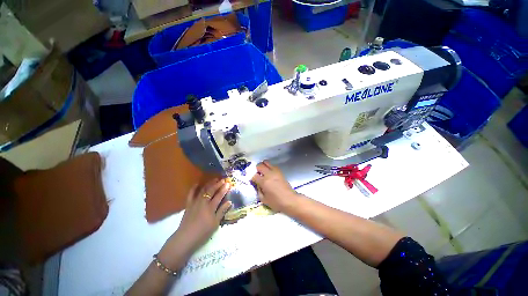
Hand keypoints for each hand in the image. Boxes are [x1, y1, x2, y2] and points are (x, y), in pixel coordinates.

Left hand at [159, 179, 231, 266]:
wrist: (185, 238)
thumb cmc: (203, 232)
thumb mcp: (215, 224)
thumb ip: (222, 211)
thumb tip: (229, 202)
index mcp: (210, 207)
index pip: (219, 195)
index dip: (224, 189)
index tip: (228, 183)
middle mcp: (203, 202)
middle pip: (211, 190)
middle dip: (218, 184)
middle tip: (223, 179)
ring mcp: (195, 202)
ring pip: (203, 190)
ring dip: (209, 184)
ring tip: (214, 179)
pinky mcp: (188, 205)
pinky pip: (191, 194)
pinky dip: (194, 188)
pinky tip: (197, 184)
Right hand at [251, 161, 300, 211]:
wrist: (290, 200)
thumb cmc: (276, 202)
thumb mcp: (264, 200)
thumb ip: (258, 191)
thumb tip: (257, 185)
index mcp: (264, 182)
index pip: (254, 175)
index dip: (252, 178)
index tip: (253, 181)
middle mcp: (269, 174)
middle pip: (259, 165)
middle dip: (256, 169)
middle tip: (257, 174)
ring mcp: (275, 171)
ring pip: (266, 162)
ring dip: (263, 166)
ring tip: (263, 172)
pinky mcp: (280, 171)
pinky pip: (272, 165)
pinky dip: (269, 167)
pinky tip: (270, 173)